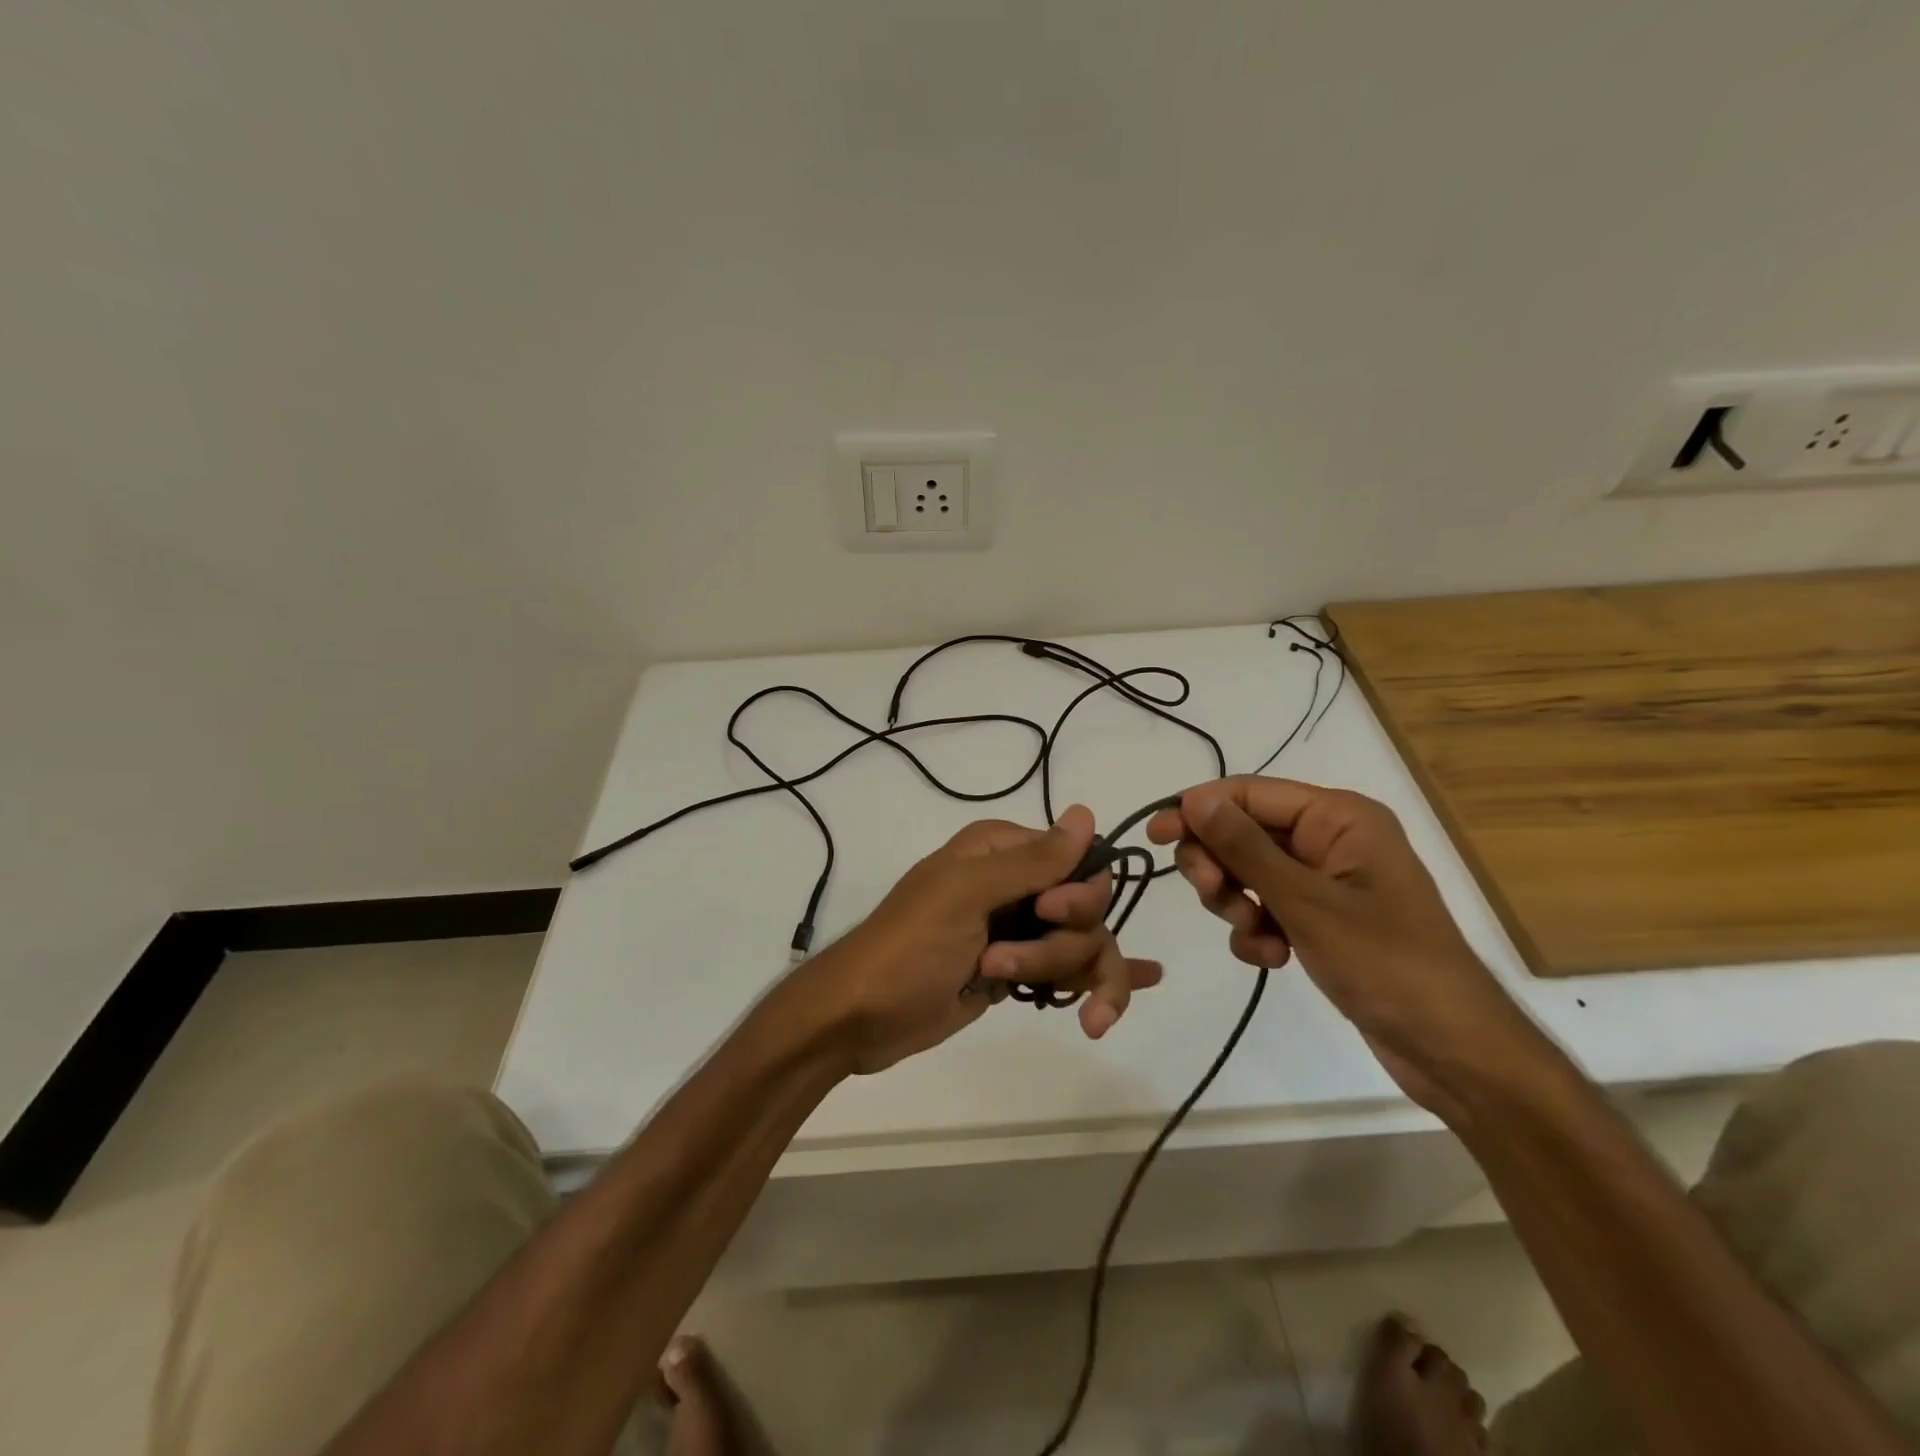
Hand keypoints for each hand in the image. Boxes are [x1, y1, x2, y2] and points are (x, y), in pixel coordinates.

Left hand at [806, 805, 1164, 1073]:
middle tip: (1000, 960)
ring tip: (1004, 986)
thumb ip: (1032, 860)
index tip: (1049, 913)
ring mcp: (1019, 930)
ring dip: (1059, 972)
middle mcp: (1017, 884)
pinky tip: (1141, 982)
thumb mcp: (966, 895)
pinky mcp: (1017, 971)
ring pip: (1082, 945)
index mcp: (1001, 850)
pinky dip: (1102, 982)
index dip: (1076, 893)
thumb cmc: (909, 945)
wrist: (861, 1016)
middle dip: (1059, 943)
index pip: (1079, 860)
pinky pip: (1072, 972)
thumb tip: (1086, 813)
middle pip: (1086, 909)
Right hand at [1147, 777, 1540, 1117]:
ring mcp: (1325, 881)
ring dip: (1237, 904)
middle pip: (1244, 832)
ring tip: (1255, 936)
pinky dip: (1257, 931)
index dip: (1199, 809)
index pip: (1249, 794)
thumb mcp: (1306, 902)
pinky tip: (1271, 958)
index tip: (1155, 836)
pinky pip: (1265, 908)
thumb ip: (1245, 847)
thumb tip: (1193, 799)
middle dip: (1220, 865)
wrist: (1451, 1050)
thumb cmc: (1386, 963)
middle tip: (1212, 894)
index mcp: (1338, 817)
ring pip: (1248, 873)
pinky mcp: (1320, 918)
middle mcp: (1331, 839)